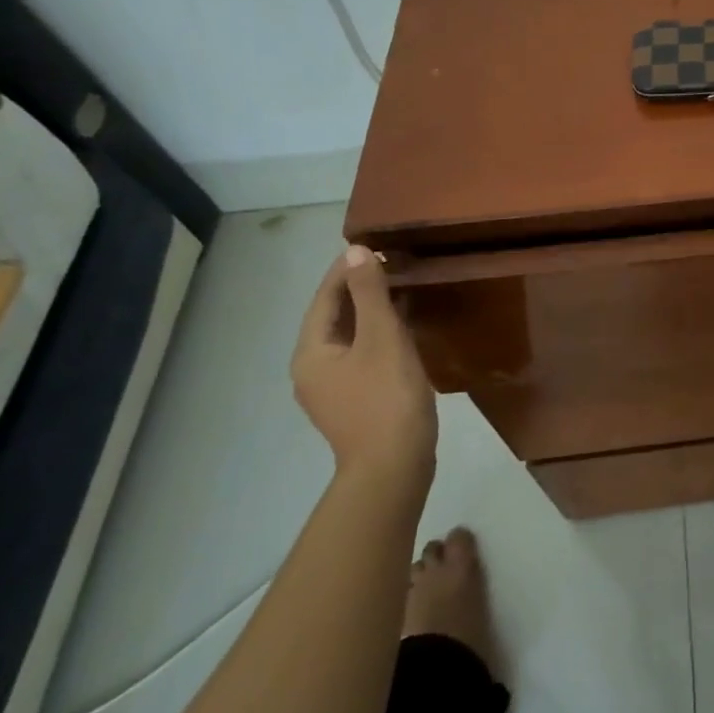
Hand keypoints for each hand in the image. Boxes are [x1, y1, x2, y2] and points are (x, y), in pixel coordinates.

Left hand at [290, 246, 437, 486]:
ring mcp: (331, 390)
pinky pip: (360, 356)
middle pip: (333, 319)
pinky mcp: (353, 403)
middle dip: (358, 290)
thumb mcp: (382, 337)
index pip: (325, 298)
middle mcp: (311, 369)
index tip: (373, 247)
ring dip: (370, 313)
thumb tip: (356, 252)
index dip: (346, 270)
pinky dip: (377, 336)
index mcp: (311, 352)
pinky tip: (402, 332)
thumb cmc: (387, 397)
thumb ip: (369, 294)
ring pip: (348, 338)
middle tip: (391, 265)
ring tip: (400, 291)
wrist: (394, 466)